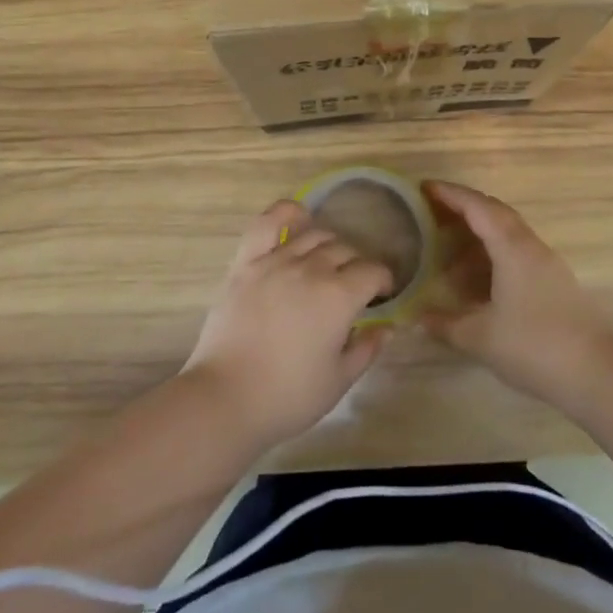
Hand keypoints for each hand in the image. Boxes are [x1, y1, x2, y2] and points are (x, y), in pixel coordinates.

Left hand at [182, 200, 395, 451]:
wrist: (225, 398)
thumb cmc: (288, 396)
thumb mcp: (338, 381)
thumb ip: (366, 350)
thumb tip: (386, 328)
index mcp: (339, 296)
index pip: (373, 272)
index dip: (383, 281)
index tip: (382, 294)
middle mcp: (311, 269)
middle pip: (345, 251)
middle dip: (357, 265)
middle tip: (354, 286)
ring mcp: (275, 262)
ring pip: (313, 235)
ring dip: (329, 245)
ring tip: (328, 262)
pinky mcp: (246, 264)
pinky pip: (267, 225)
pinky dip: (286, 213)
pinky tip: (298, 216)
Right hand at [421, 181, 612, 407]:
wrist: (597, 373)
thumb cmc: (533, 346)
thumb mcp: (480, 338)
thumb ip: (445, 325)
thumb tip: (417, 318)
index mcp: (512, 247)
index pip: (477, 207)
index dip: (450, 194)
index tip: (424, 188)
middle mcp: (530, 247)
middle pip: (495, 213)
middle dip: (463, 209)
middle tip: (431, 215)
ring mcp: (547, 265)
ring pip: (508, 235)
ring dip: (478, 237)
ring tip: (448, 255)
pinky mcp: (555, 283)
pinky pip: (517, 255)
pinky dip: (492, 257)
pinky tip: (477, 283)